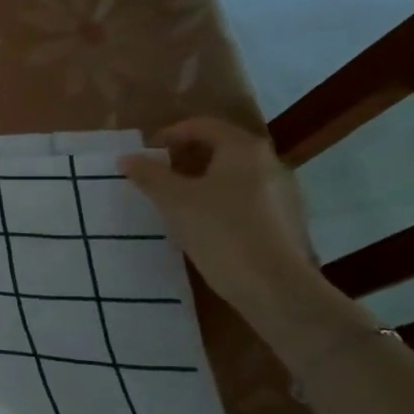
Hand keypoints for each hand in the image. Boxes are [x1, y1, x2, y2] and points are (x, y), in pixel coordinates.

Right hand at [122, 118, 316, 315]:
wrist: (275, 287)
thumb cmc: (221, 233)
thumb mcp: (175, 202)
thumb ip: (150, 176)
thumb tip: (127, 158)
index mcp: (243, 149)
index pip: (202, 126)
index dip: (170, 135)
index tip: (146, 153)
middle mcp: (269, 162)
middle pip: (221, 149)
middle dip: (186, 160)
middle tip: (158, 177)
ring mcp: (283, 193)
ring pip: (234, 176)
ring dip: (203, 182)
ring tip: (177, 204)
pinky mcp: (286, 221)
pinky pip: (246, 200)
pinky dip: (222, 203)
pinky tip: (205, 227)